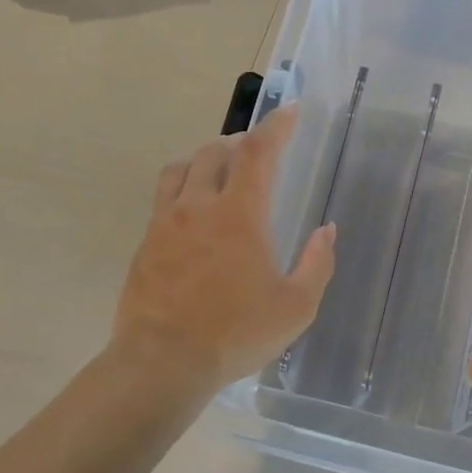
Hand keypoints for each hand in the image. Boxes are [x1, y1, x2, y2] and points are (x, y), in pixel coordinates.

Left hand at [110, 106, 335, 391]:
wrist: (162, 362)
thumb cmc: (235, 334)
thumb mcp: (295, 307)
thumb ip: (317, 264)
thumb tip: (326, 231)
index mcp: (239, 215)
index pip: (257, 153)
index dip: (276, 126)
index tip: (290, 110)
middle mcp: (198, 207)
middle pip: (214, 153)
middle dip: (238, 144)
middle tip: (254, 153)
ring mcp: (165, 224)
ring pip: (180, 170)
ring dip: (203, 161)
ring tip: (218, 174)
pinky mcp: (144, 244)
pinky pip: (162, 199)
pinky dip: (181, 190)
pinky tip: (191, 216)